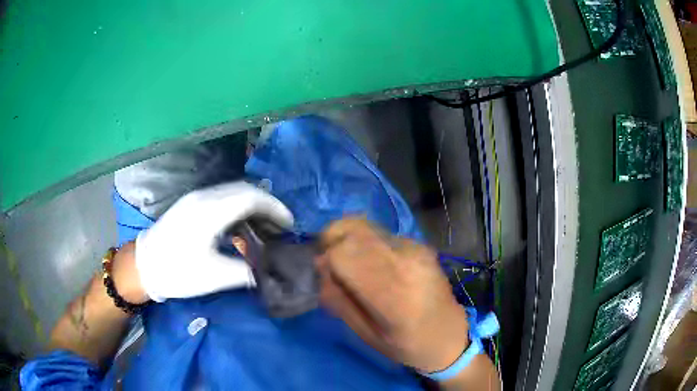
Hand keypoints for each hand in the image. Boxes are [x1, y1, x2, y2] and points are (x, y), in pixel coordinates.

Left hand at [135, 182, 293, 301]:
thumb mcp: (214, 277)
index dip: (275, 208)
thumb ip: (246, 271)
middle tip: (282, 227)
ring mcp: (196, 198)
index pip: (251, 197)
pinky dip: (240, 208)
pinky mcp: (191, 204)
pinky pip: (223, 198)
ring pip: (234, 192)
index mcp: (210, 212)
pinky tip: (242, 226)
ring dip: (254, 205)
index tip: (290, 225)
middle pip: (245, 190)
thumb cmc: (177, 272)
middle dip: (268, 205)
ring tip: (266, 227)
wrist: (144, 265)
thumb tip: (270, 270)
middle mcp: (204, 197)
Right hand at [317, 218, 467, 372]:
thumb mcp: (366, 334)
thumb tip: (320, 267)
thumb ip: (339, 300)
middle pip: (353, 230)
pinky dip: (365, 242)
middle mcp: (406, 262)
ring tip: (348, 261)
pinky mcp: (419, 244)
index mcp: (393, 294)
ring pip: (366, 226)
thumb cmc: (407, 345)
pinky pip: (380, 233)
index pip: (344, 255)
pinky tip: (371, 263)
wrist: (449, 335)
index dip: (326, 261)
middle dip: (332, 241)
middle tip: (330, 263)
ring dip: (348, 239)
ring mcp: (415, 249)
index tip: (324, 275)